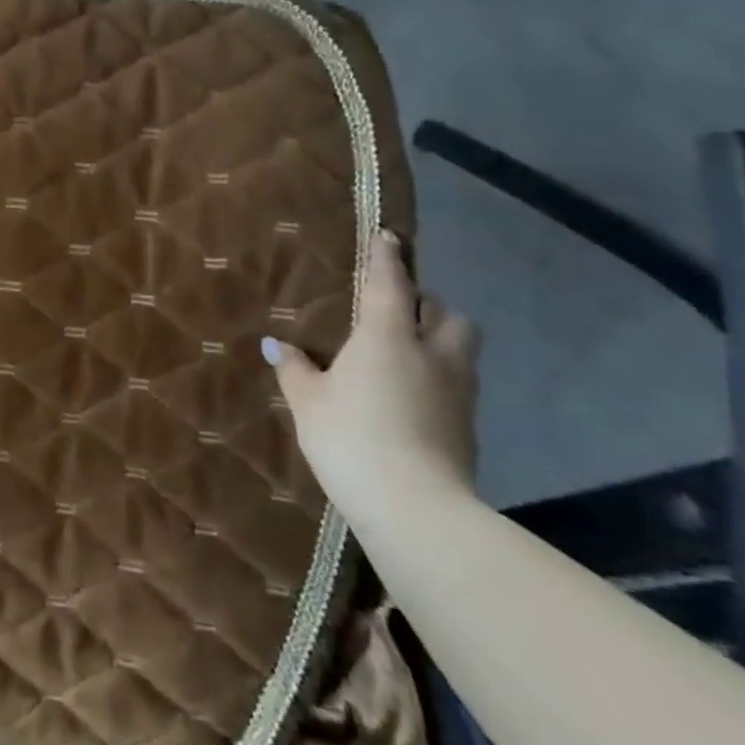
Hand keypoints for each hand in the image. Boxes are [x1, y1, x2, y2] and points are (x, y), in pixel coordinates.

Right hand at [264, 230, 480, 520]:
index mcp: (387, 337)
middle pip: (446, 313)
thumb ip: (295, 369)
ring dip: (439, 338)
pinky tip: (413, 396)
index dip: (387, 257)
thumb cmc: (351, 438)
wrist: (416, 508)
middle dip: (426, 303)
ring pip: (461, 347)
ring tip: (408, 351)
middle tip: (398, 309)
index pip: (390, 283)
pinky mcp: (468, 426)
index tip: (387, 236)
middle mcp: (431, 354)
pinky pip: (458, 383)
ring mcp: (457, 392)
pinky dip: (439, 377)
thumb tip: (276, 345)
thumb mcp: (309, 402)